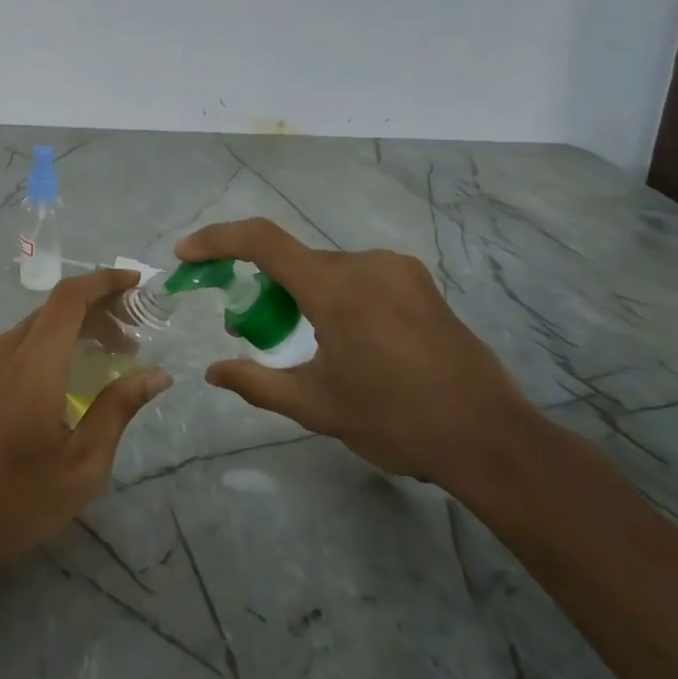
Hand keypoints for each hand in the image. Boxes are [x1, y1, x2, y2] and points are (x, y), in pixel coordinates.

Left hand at [0, 269, 170, 568]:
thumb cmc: (22, 497)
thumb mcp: (84, 462)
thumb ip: (119, 408)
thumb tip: (157, 373)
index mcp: (33, 363)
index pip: (69, 298)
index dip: (104, 281)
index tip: (137, 283)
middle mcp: (7, 350)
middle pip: (57, 307)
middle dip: (100, 307)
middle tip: (138, 330)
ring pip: (41, 322)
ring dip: (80, 325)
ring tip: (118, 350)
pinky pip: (26, 340)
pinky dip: (58, 340)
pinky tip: (79, 368)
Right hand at [175, 220, 533, 490]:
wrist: (490, 438)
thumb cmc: (397, 421)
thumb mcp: (316, 407)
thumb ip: (257, 382)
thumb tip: (213, 372)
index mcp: (336, 288)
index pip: (262, 241)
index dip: (217, 240)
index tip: (186, 255)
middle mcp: (365, 263)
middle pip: (294, 260)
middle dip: (262, 285)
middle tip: (248, 328)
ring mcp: (397, 270)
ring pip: (327, 269)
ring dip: (300, 294)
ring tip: (302, 341)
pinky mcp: (419, 283)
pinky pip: (358, 276)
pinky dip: (334, 295)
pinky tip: (346, 340)